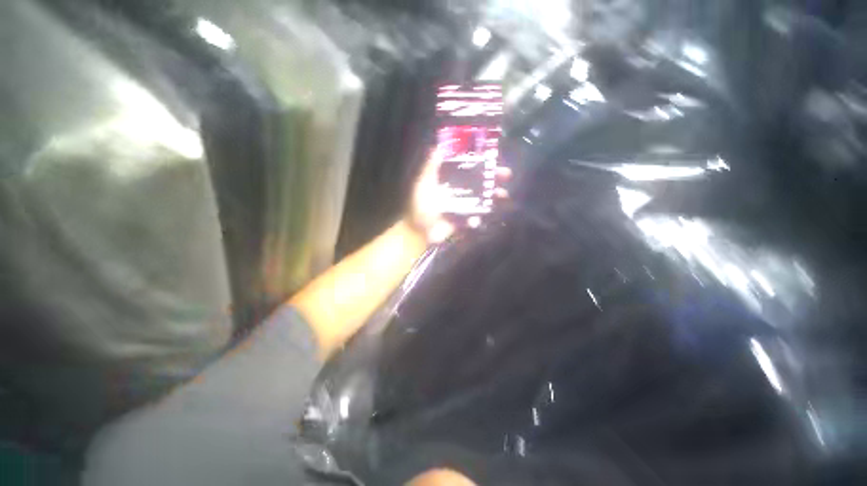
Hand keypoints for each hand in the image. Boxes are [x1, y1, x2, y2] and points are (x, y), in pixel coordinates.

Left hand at [406, 149, 510, 243]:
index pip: (467, 167)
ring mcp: (462, 205)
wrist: (419, 231)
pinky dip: (480, 216)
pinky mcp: (463, 219)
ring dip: (493, 195)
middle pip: (478, 181)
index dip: (480, 161)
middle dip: (492, 177)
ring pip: (481, 198)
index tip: (493, 155)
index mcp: (448, 180)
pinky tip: (483, 215)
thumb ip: (430, 167)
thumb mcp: (423, 184)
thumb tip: (437, 146)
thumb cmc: (420, 206)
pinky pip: (476, 215)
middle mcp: (457, 190)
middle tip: (505, 174)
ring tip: (503, 194)